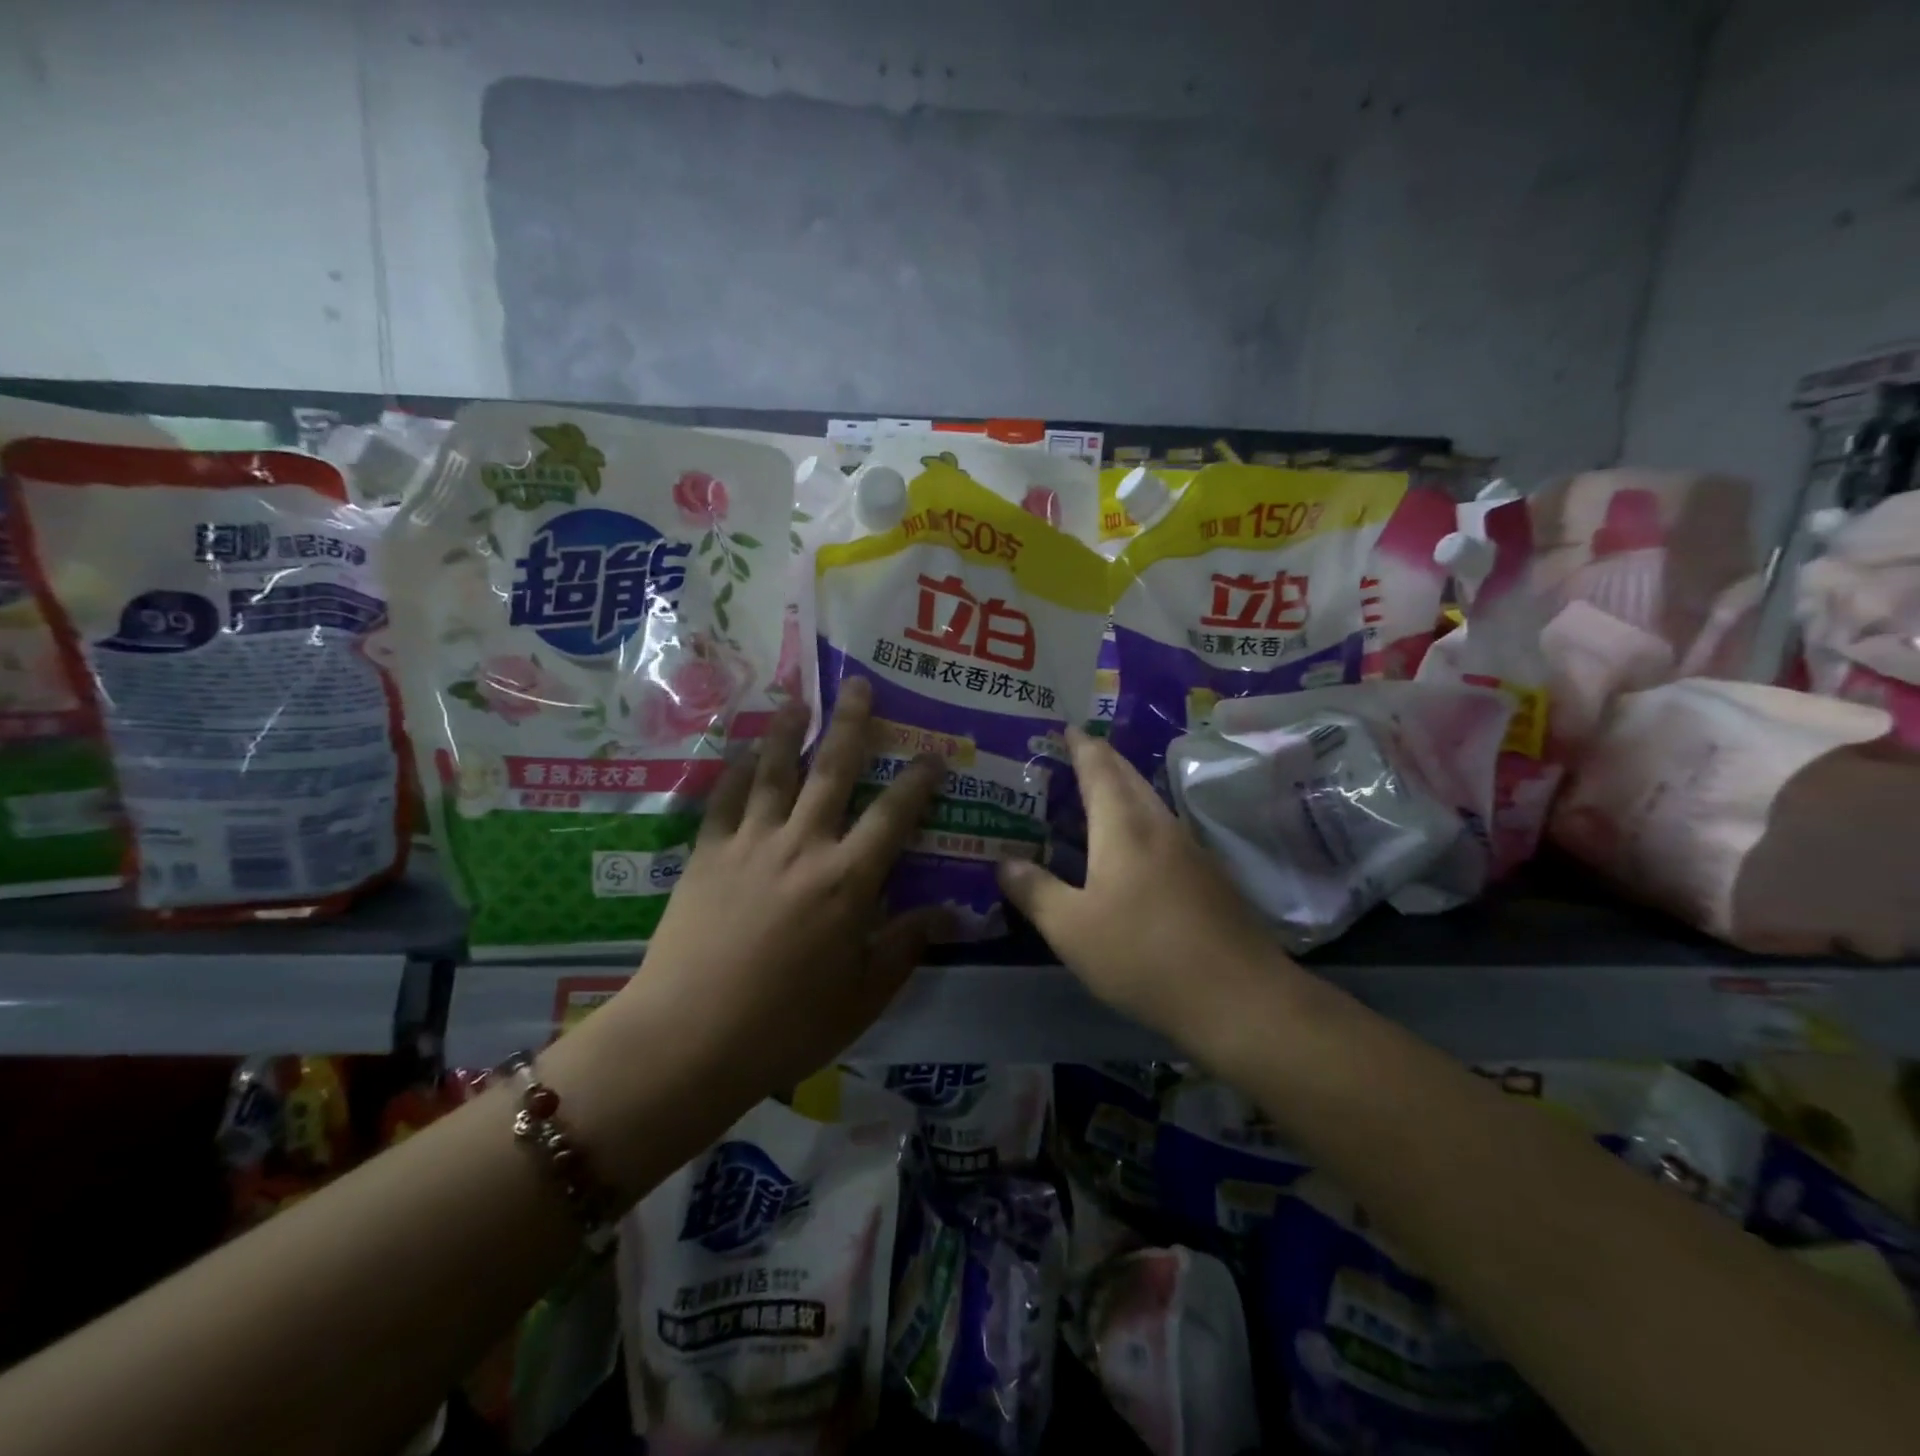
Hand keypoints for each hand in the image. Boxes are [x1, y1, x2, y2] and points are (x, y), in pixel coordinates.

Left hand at [621, 677, 945, 1095]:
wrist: (689, 1038)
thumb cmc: (787, 1024)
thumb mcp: (863, 995)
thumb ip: (906, 945)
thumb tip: (952, 913)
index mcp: (849, 880)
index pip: (894, 815)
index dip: (918, 780)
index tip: (933, 754)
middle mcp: (803, 845)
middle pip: (832, 770)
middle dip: (850, 724)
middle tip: (858, 684)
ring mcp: (751, 843)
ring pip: (773, 770)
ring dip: (787, 730)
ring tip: (796, 698)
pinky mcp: (707, 854)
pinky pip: (724, 799)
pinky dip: (734, 770)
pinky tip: (740, 751)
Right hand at [996, 728, 1294, 1049]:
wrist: (1239, 997)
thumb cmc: (1143, 954)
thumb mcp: (1072, 928)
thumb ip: (1035, 891)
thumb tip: (1004, 863)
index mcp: (1124, 826)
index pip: (1099, 767)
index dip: (1081, 745)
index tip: (1067, 727)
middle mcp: (1160, 825)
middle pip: (1129, 777)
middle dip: (1103, 759)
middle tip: (1075, 753)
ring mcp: (1191, 850)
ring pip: (1150, 803)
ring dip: (1123, 790)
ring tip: (1095, 796)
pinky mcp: (1209, 878)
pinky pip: (1164, 831)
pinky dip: (1139, 822)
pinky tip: (1130, 849)